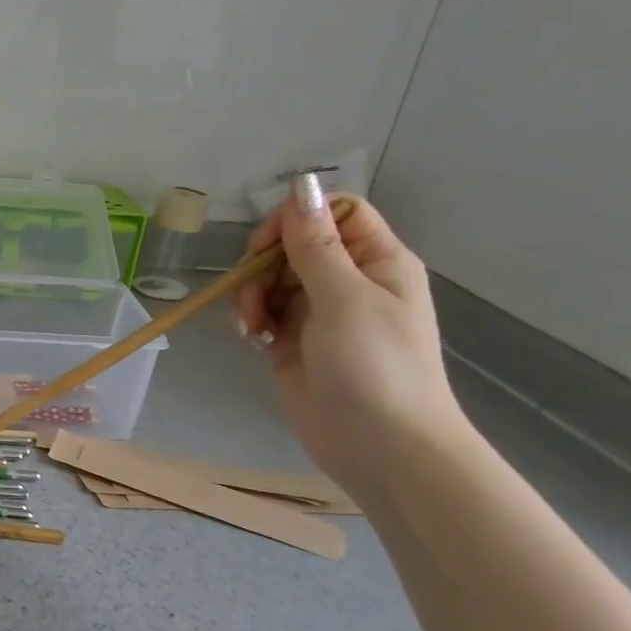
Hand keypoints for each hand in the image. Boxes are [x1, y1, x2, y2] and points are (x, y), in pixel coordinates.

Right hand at [234, 178, 466, 495]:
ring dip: (252, 294)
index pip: (333, 214)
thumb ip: (316, 244)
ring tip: (251, 325)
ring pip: (271, 279)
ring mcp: (319, 313)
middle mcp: (348, 281)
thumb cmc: (375, 367)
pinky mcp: (293, 342)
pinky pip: (263, 312)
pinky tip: (249, 337)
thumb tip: (301, 183)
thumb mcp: (344, 299)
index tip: (266, 246)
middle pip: (294, 245)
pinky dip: (250, 318)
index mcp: (376, 262)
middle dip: (264, 263)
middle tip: (253, 292)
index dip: (296, 220)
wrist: (381, 447)